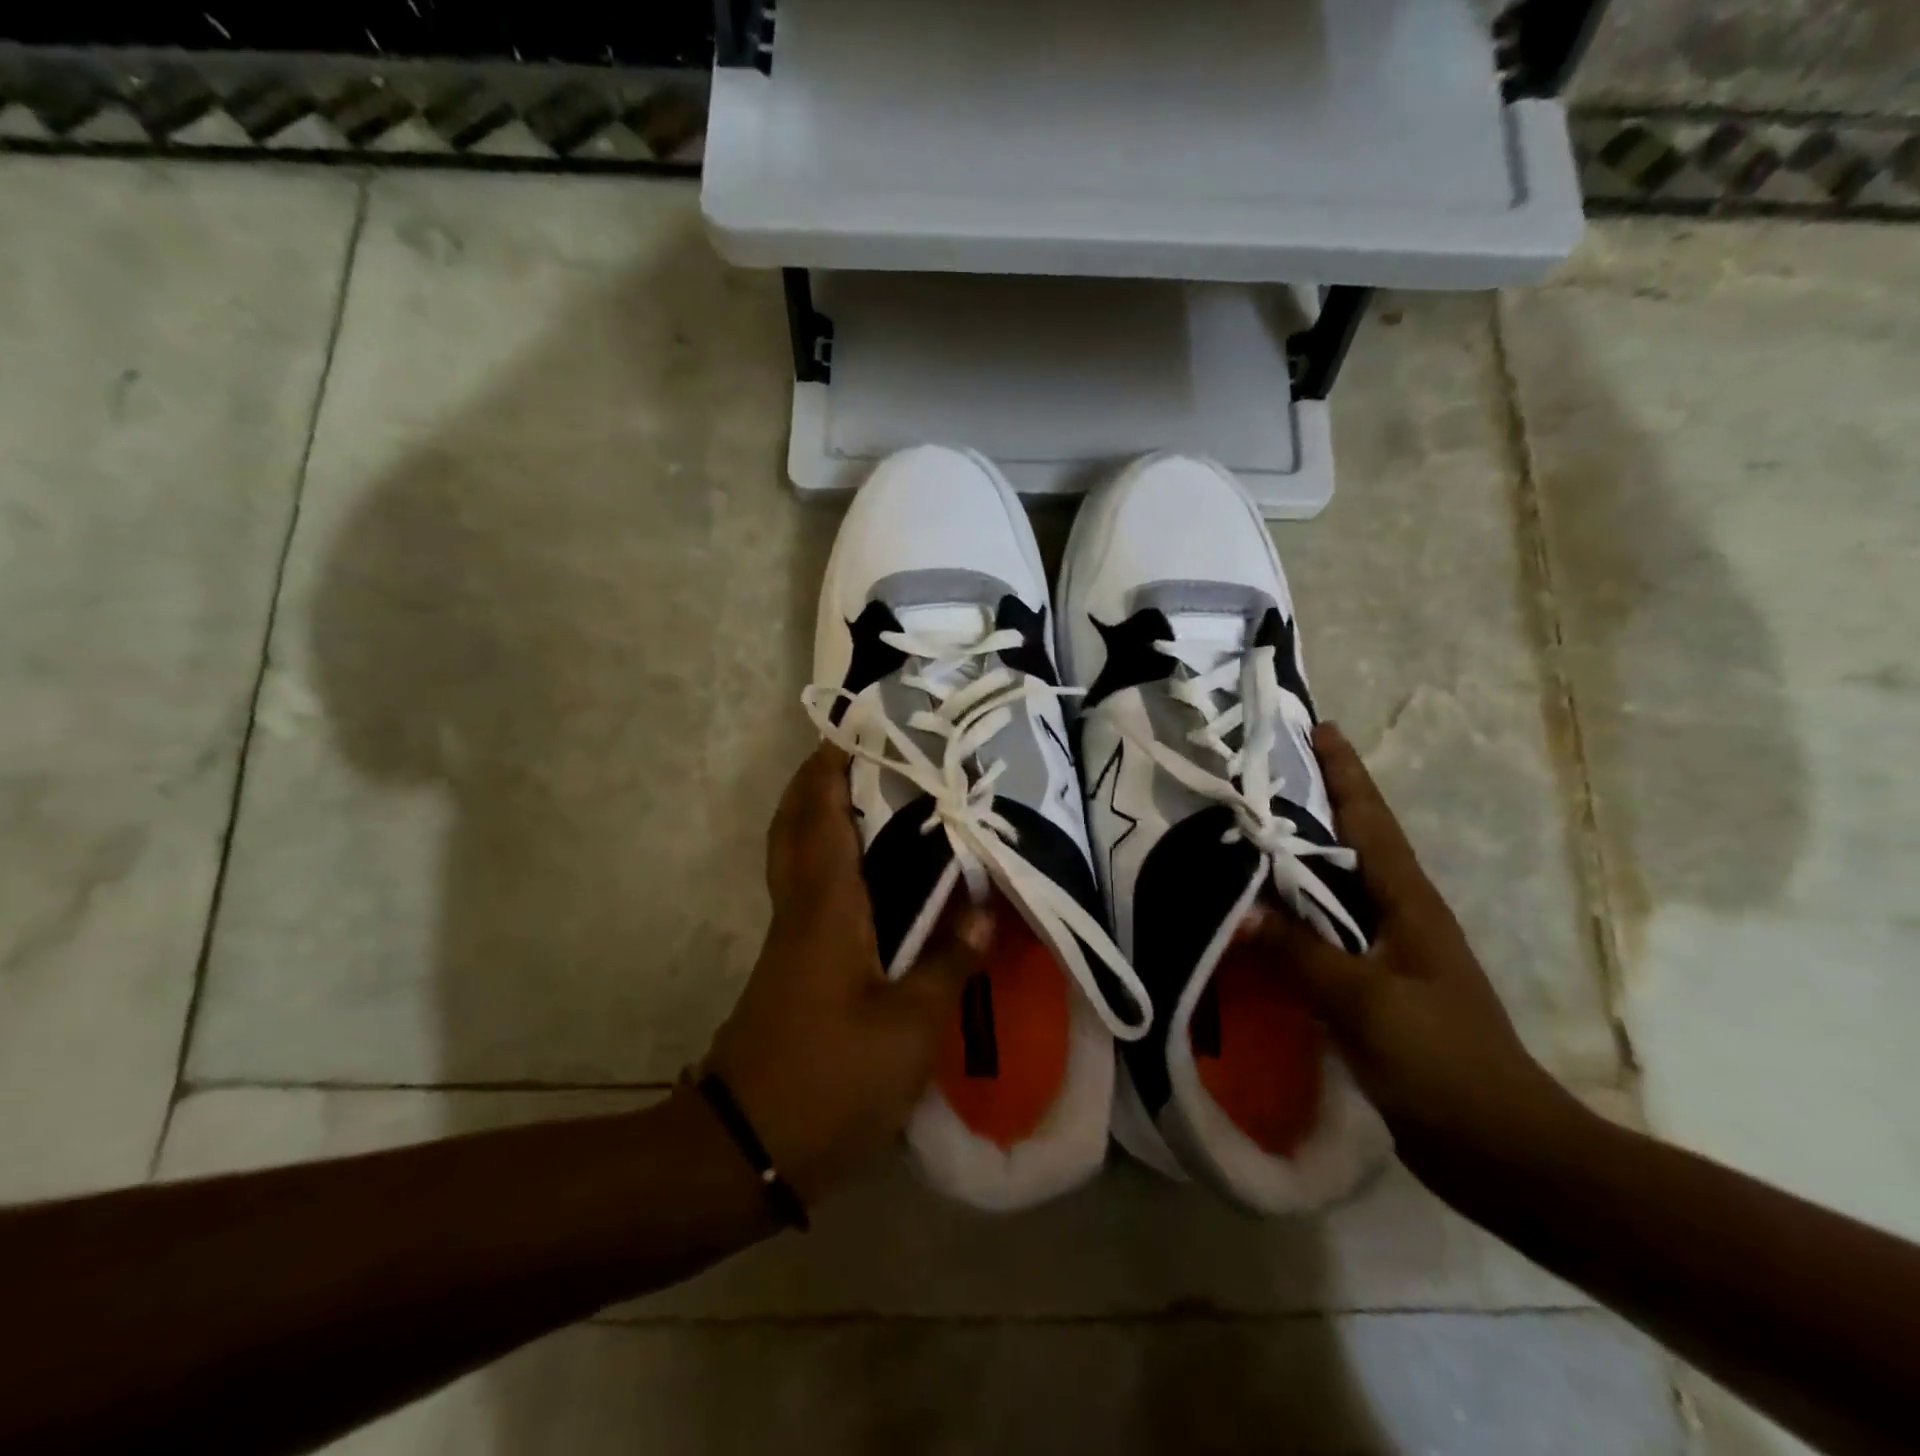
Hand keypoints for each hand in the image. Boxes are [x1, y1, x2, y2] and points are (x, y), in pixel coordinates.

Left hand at [704, 745, 995, 1204]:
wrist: (746, 1148)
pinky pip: (811, 893)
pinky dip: (833, 864)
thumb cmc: (830, 1079)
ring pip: (799, 859)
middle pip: (795, 828)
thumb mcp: (908, 1028)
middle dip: (817, 784)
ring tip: (876, 802)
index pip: (823, 818)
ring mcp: (792, 941)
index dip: (832, 770)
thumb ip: (948, 965)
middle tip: (861, 756)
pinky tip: (875, 880)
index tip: (854, 731)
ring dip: (822, 819)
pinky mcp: (793, 968)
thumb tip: (984, 913)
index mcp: (827, 908)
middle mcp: (802, 910)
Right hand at [1260, 723, 1580, 1176]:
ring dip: (1297, 859)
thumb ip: (1300, 950)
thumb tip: (1239, 907)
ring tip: (1245, 833)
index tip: (1317, 727)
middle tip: (1258, 775)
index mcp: (1409, 902)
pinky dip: (1291, 914)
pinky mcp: (1372, 988)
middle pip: (1351, 843)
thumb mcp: (1364, 999)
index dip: (1345, 772)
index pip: (1371, 820)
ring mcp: (1387, 953)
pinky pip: (1322, 934)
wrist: (1499, 1147)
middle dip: (1314, 803)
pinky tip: (1256, 914)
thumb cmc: (1441, 1059)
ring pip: (1333, 889)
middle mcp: (1399, 915)